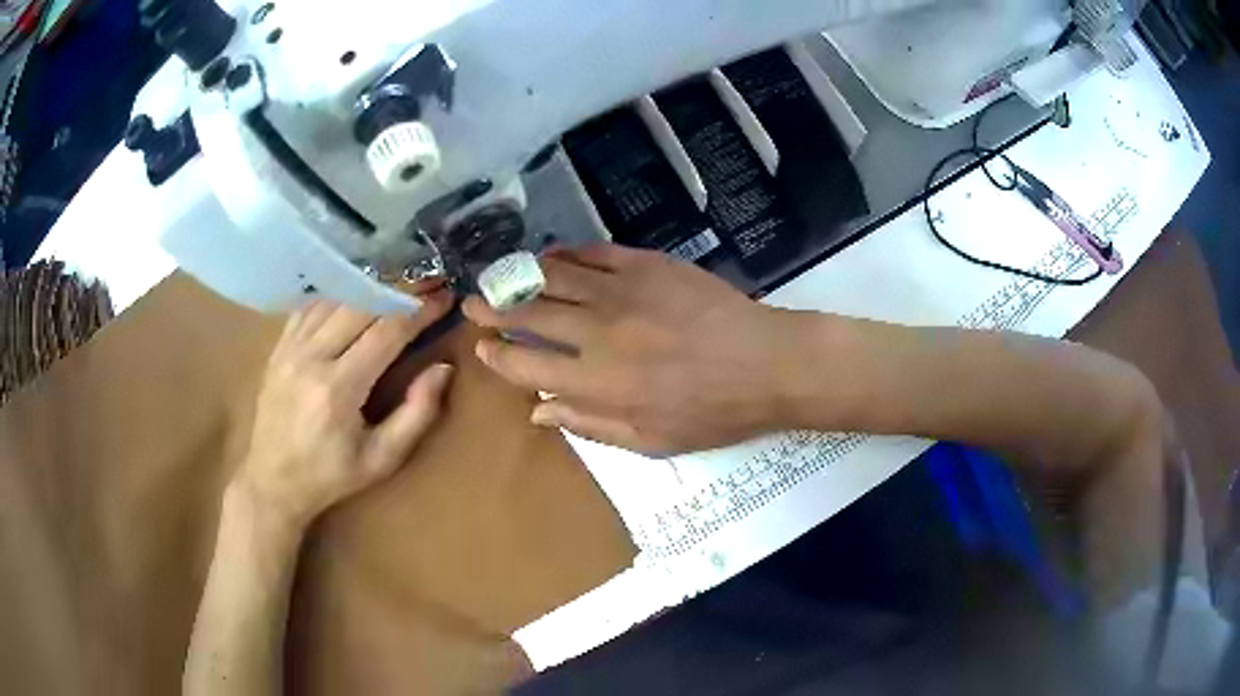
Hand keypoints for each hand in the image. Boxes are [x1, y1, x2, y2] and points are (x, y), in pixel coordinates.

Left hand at [234, 296, 453, 529]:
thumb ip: (417, 414)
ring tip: (397, 283)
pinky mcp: (278, 347)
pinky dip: (337, 294)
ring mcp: (290, 348)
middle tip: (427, 281)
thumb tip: (442, 369)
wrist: (273, 481)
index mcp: (339, 389)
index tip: (444, 296)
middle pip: (361, 304)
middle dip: (399, 289)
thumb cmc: (331, 475)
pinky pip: (310, 306)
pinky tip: (354, 293)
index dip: (419, 310)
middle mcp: (311, 358)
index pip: (386, 332)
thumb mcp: (382, 459)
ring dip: (369, 286)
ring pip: (335, 298)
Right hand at [463, 244, 807, 454]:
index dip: (499, 354)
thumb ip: (589, 423)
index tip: (483, 347)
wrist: (764, 363)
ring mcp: (620, 291)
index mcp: (595, 381)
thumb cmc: (711, 412)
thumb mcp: (650, 440)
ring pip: (553, 276)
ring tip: (499, 274)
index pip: (526, 363)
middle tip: (472, 302)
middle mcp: (595, 331)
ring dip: (520, 276)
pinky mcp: (645, 264)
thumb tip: (539, 410)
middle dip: (493, 308)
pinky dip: (567, 254)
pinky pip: (593, 252)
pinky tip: (554, 256)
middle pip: (528, 313)